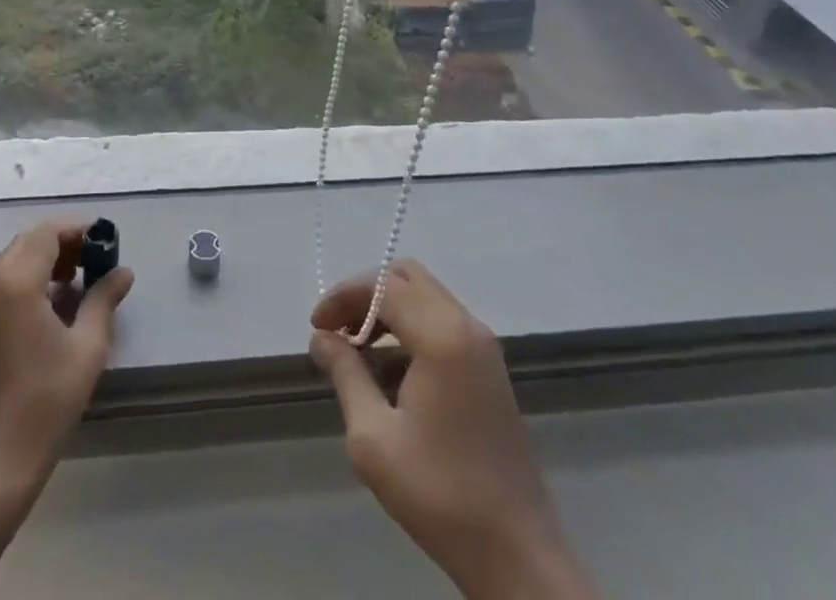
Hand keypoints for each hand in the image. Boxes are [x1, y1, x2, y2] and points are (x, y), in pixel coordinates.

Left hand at [0, 221, 133, 491]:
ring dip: (45, 261)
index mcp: (15, 282)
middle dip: (62, 244)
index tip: (104, 242)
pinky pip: (3, 284)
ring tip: (78, 284)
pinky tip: (53, 308)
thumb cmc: (46, 400)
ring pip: (14, 261)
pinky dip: (29, 281)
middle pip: (28, 242)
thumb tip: (123, 272)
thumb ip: (104, 300)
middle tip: (94, 261)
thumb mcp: (87, 346)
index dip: (77, 230)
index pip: (47, 233)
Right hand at [311, 261, 594, 599]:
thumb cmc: (440, 495)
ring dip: (388, 309)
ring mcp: (484, 347)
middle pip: (406, 277)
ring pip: (425, 296)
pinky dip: (411, 327)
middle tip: (337, 329)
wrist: (518, 556)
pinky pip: (442, 321)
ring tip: (357, 349)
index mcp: (441, 336)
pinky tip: (391, 372)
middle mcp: (466, 326)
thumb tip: (321, 339)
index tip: (316, 328)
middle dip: (365, 294)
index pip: (382, 286)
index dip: (343, 297)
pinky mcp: (490, 369)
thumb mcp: (374, 437)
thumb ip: (346, 374)